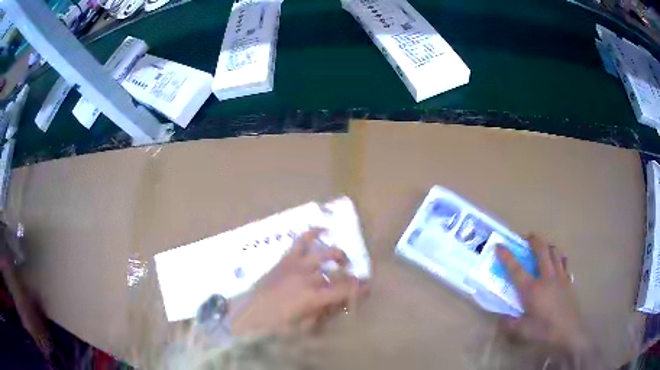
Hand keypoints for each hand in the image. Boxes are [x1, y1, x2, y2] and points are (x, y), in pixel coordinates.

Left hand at [231, 228, 368, 335]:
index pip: (344, 290)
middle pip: (337, 272)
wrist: (248, 315)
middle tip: (354, 280)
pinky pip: (301, 241)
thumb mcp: (304, 327)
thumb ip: (323, 313)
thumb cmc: (276, 327)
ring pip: (323, 252)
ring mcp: (295, 265)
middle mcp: (307, 277)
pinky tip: (323, 229)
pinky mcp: (285, 259)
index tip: (368, 288)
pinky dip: (313, 233)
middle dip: (350, 275)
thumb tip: (337, 303)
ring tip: (343, 260)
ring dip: (337, 255)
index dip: (360, 289)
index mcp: (313, 297)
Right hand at [496, 235, 592, 354]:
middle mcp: (546, 277)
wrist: (569, 331)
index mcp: (532, 289)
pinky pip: (564, 262)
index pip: (516, 269)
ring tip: (543, 247)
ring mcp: (560, 277)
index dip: (506, 256)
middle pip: (541, 250)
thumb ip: (510, 323)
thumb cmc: (544, 330)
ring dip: (547, 246)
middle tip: (526, 237)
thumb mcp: (523, 331)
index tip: (499, 245)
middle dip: (533, 240)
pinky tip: (557, 260)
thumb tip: (501, 318)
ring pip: (555, 252)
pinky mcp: (568, 280)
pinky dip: (559, 257)